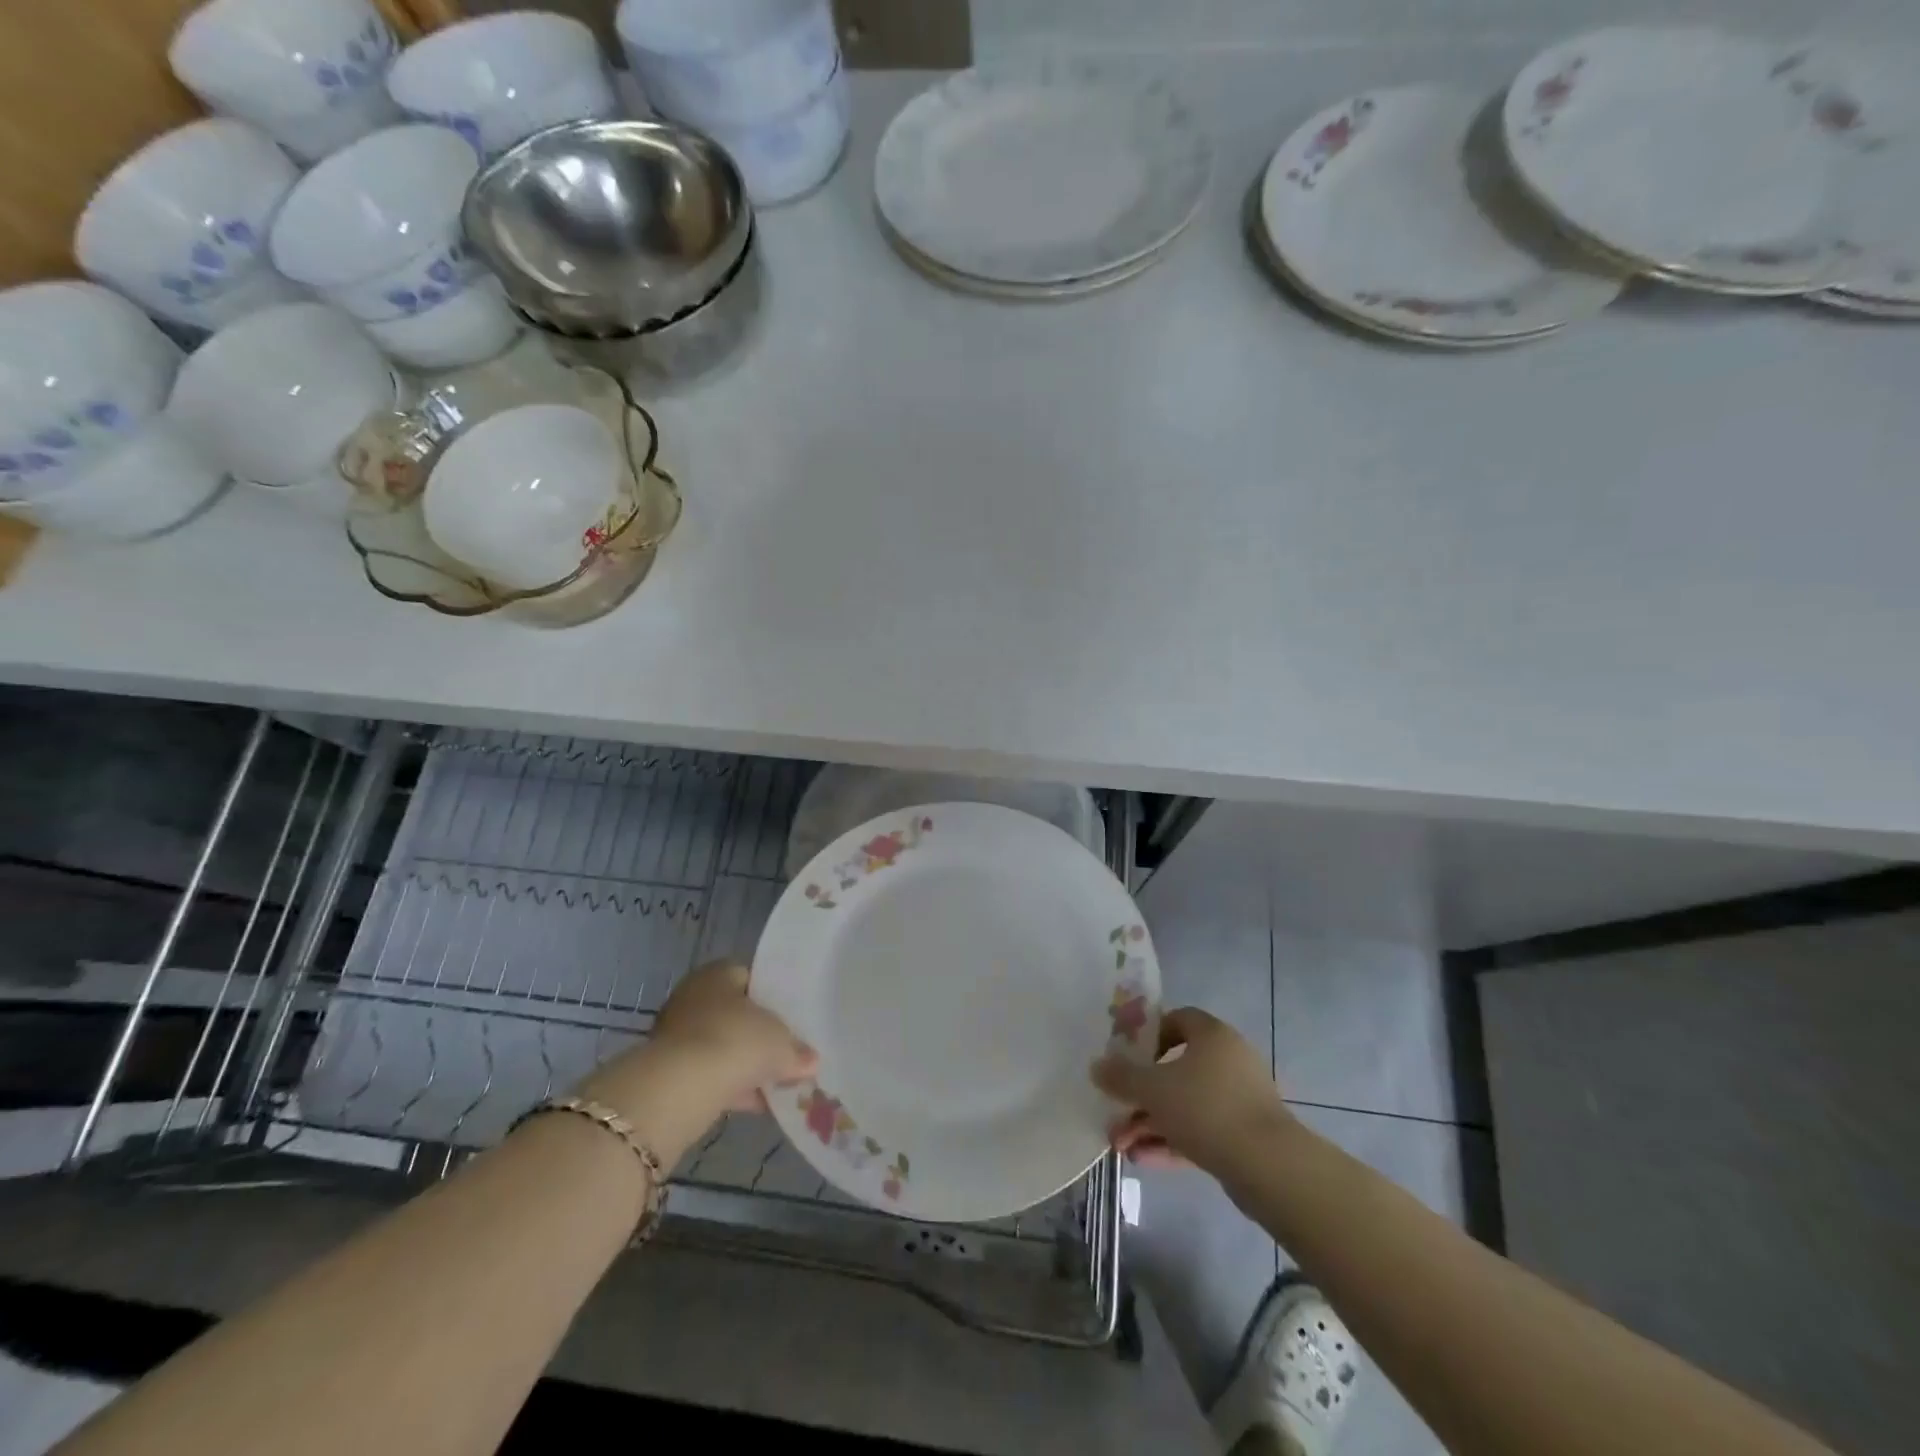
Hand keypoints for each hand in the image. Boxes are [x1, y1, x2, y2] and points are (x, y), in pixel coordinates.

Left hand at [576, 961, 815, 1161]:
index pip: (750, 978)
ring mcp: (677, 1035)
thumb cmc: (735, 1041)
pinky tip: (757, 1105)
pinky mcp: (669, 1071)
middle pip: (735, 1014)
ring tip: (777, 1084)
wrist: (679, 1088)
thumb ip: (797, 1050)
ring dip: (745, 1065)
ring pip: (722, 1046)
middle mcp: (694, 997)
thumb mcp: (780, 1043)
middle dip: (758, 1035)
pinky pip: (709, 1074)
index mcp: (718, 974)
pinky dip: (730, 1086)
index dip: (773, 997)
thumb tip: (811, 1061)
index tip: (792, 1018)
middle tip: (786, 1052)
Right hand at [1091, 1007, 1292, 1178]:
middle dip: (1142, 1094)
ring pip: (1186, 1104)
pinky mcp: (1244, 1135)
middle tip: (1116, 1110)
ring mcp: (1239, 1098)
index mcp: (1212, 1035)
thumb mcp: (1153, 1089)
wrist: (1268, 1166)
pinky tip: (1143, 1160)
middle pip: (1176, 1068)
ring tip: (1121, 1147)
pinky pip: (1201, 1130)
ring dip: (1151, 1122)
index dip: (1149, 1034)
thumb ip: (1121, 1077)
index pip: (1178, 1019)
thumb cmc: (1206, 1108)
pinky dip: (1173, 1141)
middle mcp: (1229, 1059)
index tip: (1127, 1057)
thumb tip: (1097, 1066)